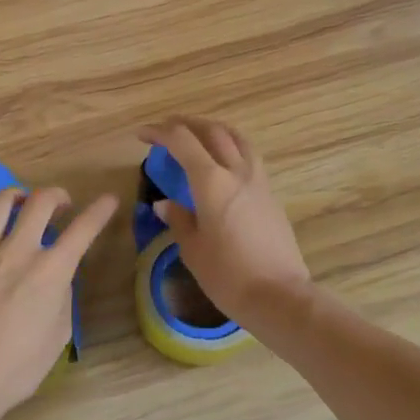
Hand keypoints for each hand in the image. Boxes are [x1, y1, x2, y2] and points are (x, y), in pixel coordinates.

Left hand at [0, 185, 117, 419]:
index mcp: (50, 271)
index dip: (100, 211)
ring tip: (20, 202)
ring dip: (15, 196)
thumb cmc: (16, 367)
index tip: (108, 200)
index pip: (83, 230)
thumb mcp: (57, 336)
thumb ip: (61, 299)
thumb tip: (57, 281)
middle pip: (40, 202)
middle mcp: (17, 252)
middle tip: (61, 203)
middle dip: (56, 195)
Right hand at [138, 118, 309, 328]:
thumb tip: (164, 204)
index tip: (142, 136)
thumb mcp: (192, 249)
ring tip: (198, 136)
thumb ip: (178, 219)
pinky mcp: (271, 194)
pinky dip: (231, 146)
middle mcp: (237, 171)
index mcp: (212, 182)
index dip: (159, 132)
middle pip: (212, 131)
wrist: (278, 295)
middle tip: (167, 129)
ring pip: (237, 138)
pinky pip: (249, 156)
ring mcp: (259, 180)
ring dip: (214, 130)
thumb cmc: (227, 275)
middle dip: (186, 124)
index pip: (182, 141)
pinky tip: (223, 162)